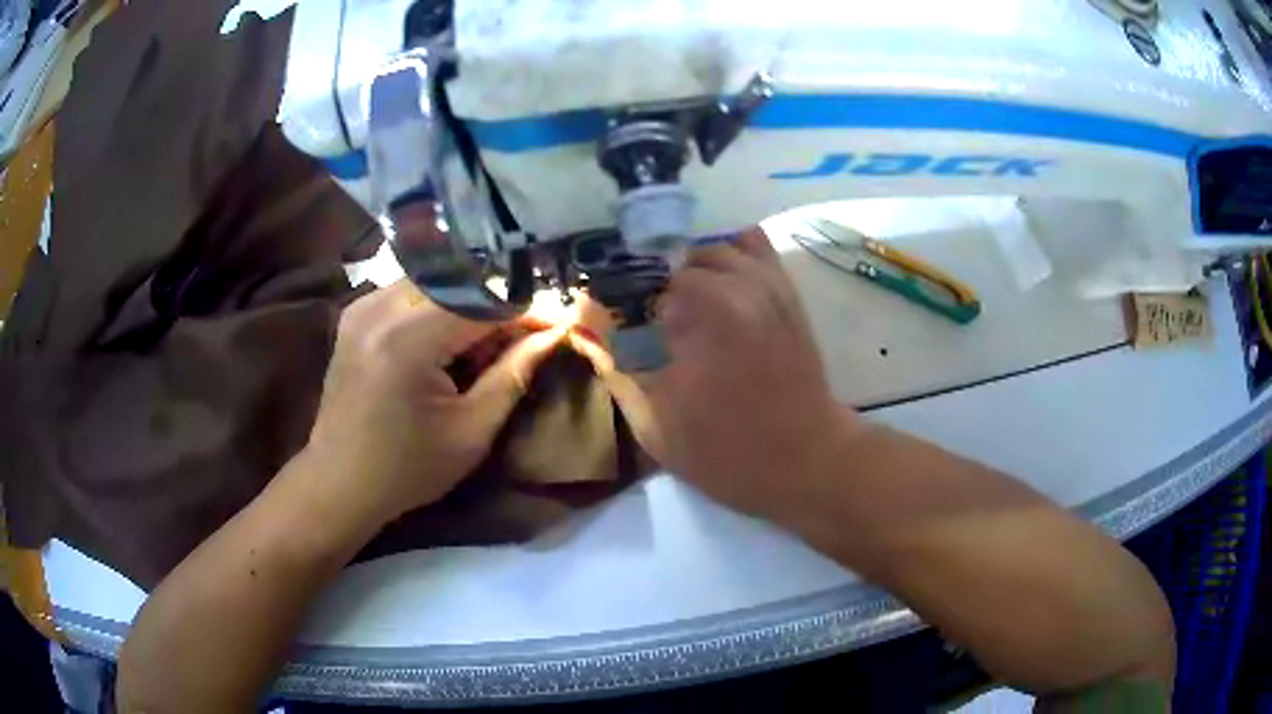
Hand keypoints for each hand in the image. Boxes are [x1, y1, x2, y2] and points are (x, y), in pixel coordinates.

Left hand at [306, 281, 564, 523]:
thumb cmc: (407, 470)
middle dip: (497, 305)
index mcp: (409, 340)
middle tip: (519, 339)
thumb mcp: (471, 432)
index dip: (526, 311)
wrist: (338, 482)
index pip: (484, 302)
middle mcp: (381, 308)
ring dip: (467, 303)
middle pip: (460, 281)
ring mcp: (362, 306)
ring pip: (435, 280)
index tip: (556, 325)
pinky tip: (444, 342)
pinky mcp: (355, 313)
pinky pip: (409, 291)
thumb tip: (554, 334)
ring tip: (482, 344)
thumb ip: (514, 375)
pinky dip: (437, 307)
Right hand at [573, 227, 855, 520]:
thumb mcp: (657, 429)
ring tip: (685, 300)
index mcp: (704, 316)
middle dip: (658, 285)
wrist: (807, 461)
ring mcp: (769, 285)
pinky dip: (731, 253)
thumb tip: (595, 340)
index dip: (626, 303)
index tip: (622, 329)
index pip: (644, 281)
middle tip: (652, 320)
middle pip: (679, 258)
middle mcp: (739, 287)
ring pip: (717, 247)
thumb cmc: (731, 453)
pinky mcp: (788, 294)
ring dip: (693, 267)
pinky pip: (755, 247)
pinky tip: (719, 278)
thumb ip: (620, 377)